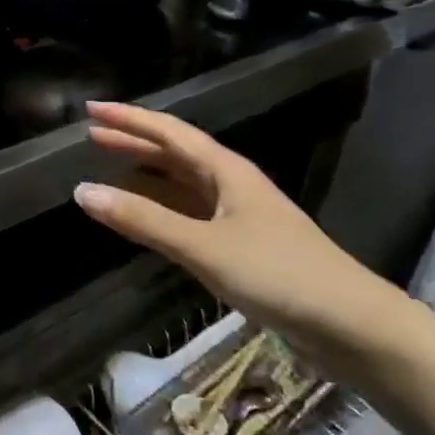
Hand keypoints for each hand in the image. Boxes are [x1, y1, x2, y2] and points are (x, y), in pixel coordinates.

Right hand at [72, 103, 396, 356]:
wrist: (352, 326)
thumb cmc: (278, 274)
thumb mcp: (204, 246)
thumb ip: (144, 220)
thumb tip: (82, 192)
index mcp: (226, 170)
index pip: (168, 132)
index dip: (129, 118)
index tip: (91, 109)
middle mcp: (231, 184)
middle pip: (174, 154)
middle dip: (133, 142)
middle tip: (92, 137)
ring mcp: (238, 215)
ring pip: (182, 184)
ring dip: (146, 175)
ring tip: (109, 171)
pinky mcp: (242, 246)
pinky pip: (189, 214)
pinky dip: (161, 210)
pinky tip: (144, 219)